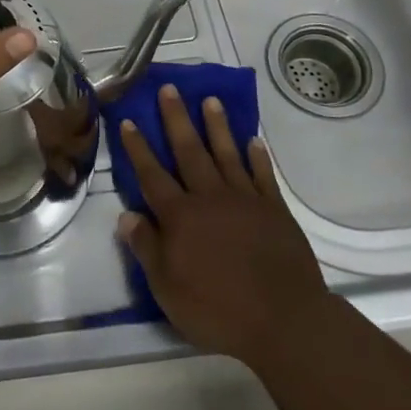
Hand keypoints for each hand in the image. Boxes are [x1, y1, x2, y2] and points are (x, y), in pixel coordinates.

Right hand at [117, 86, 332, 372]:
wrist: (285, 321)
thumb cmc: (218, 309)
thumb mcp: (167, 288)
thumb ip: (146, 248)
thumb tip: (126, 215)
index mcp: (180, 216)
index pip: (152, 174)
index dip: (138, 148)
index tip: (129, 120)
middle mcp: (209, 197)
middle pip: (189, 151)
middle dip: (176, 119)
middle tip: (169, 88)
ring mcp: (245, 200)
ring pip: (227, 154)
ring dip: (217, 126)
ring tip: (210, 100)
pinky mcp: (275, 210)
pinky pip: (263, 176)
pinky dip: (257, 157)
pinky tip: (254, 141)